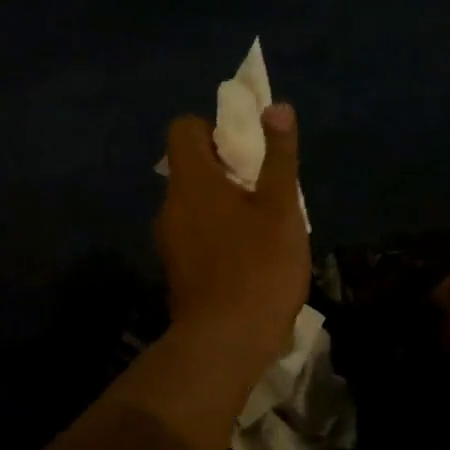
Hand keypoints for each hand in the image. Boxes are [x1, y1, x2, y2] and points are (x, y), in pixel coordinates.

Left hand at [155, 105, 310, 373]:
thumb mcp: (280, 207)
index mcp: (191, 181)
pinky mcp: (176, 269)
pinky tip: (247, 257)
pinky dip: (216, 232)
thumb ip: (278, 156)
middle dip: (226, 168)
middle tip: (264, 188)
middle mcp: (170, 205)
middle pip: (190, 167)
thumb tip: (275, 106)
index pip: (183, 129)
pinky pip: (194, 233)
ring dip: (224, 203)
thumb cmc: (258, 267)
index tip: (245, 150)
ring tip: (262, 225)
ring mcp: (168, 240)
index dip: (212, 129)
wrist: (224, 342)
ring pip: (194, 203)